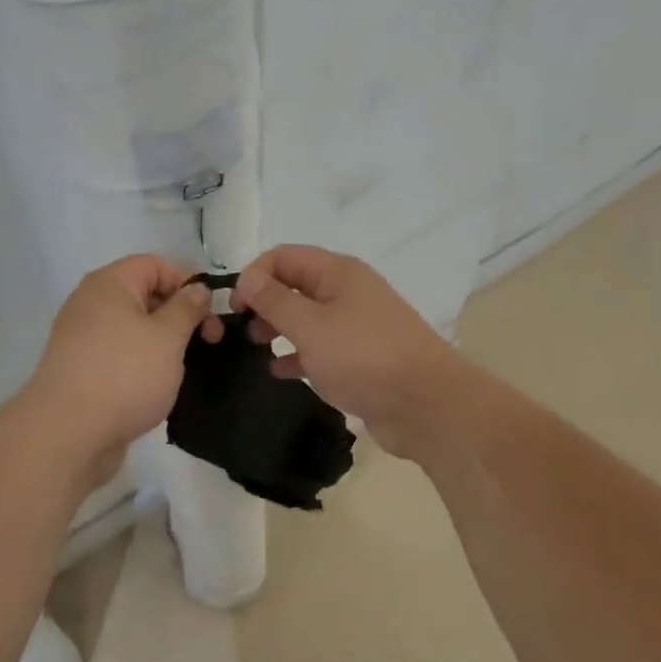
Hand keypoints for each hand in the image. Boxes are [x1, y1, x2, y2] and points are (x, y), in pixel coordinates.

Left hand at [21, 256, 216, 473]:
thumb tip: (197, 288)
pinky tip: (161, 386)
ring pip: (134, 328)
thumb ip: (187, 308)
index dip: (187, 282)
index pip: (155, 264)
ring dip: (165, 342)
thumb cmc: (125, 375)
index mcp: (109, 284)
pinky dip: (143, 364)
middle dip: (180, 314)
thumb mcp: (168, 337)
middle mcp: (91, 304)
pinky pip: (121, 355)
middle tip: (211, 342)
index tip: (212, 312)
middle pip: (144, 295)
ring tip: (190, 366)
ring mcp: (83, 339)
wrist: (68, 434)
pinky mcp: (82, 371)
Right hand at [231, 245, 466, 458]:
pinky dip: (298, 354)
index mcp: (338, 273)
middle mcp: (347, 292)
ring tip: (255, 348)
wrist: (426, 405)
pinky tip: (279, 371)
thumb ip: (275, 301)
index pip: (284, 256)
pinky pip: (320, 347)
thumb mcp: (311, 326)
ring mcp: (356, 326)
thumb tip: (248, 277)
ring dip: (278, 328)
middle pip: (295, 285)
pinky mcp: (360, 358)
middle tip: (241, 329)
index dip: (254, 275)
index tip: (235, 307)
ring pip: (307, 317)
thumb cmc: (363, 357)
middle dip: (264, 301)